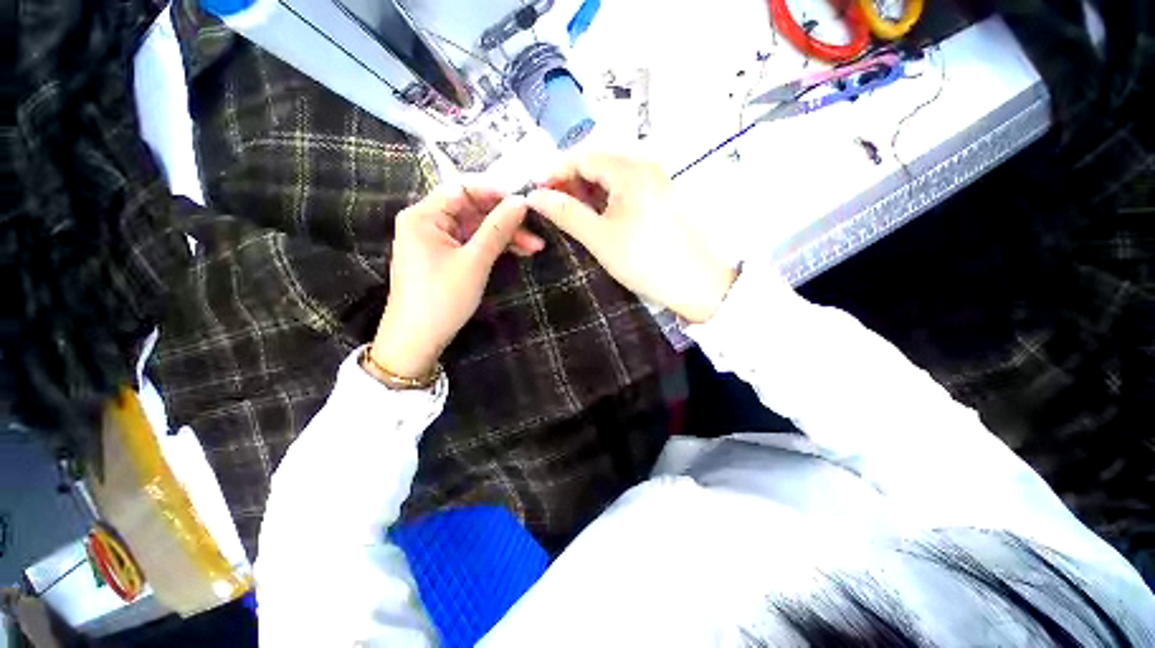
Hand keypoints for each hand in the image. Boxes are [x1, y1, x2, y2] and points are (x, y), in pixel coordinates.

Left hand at [371, 186, 543, 378]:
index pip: (463, 188)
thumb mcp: (474, 261)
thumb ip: (497, 229)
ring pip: (477, 229)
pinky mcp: (445, 258)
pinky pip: (473, 244)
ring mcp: (437, 241)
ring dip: (505, 236)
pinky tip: (518, 252)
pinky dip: (494, 248)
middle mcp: (428, 222)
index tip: (524, 202)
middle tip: (536, 231)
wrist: (417, 339)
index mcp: (424, 215)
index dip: (495, 192)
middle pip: (473, 210)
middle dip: (506, 220)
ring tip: (535, 247)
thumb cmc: (442, 298)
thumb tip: (521, 202)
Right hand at [526, 154, 735, 323]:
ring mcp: (658, 178)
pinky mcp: (663, 195)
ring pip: (612, 175)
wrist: (697, 283)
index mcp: (630, 168)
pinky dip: (608, 198)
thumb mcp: (599, 238)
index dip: (555, 172)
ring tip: (573, 215)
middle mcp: (646, 163)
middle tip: (554, 208)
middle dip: (571, 182)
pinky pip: (627, 187)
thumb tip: (534, 197)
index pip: (581, 156)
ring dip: (589, 191)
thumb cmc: (644, 260)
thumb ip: (565, 213)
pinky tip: (599, 216)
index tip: (537, 195)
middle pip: (598, 162)